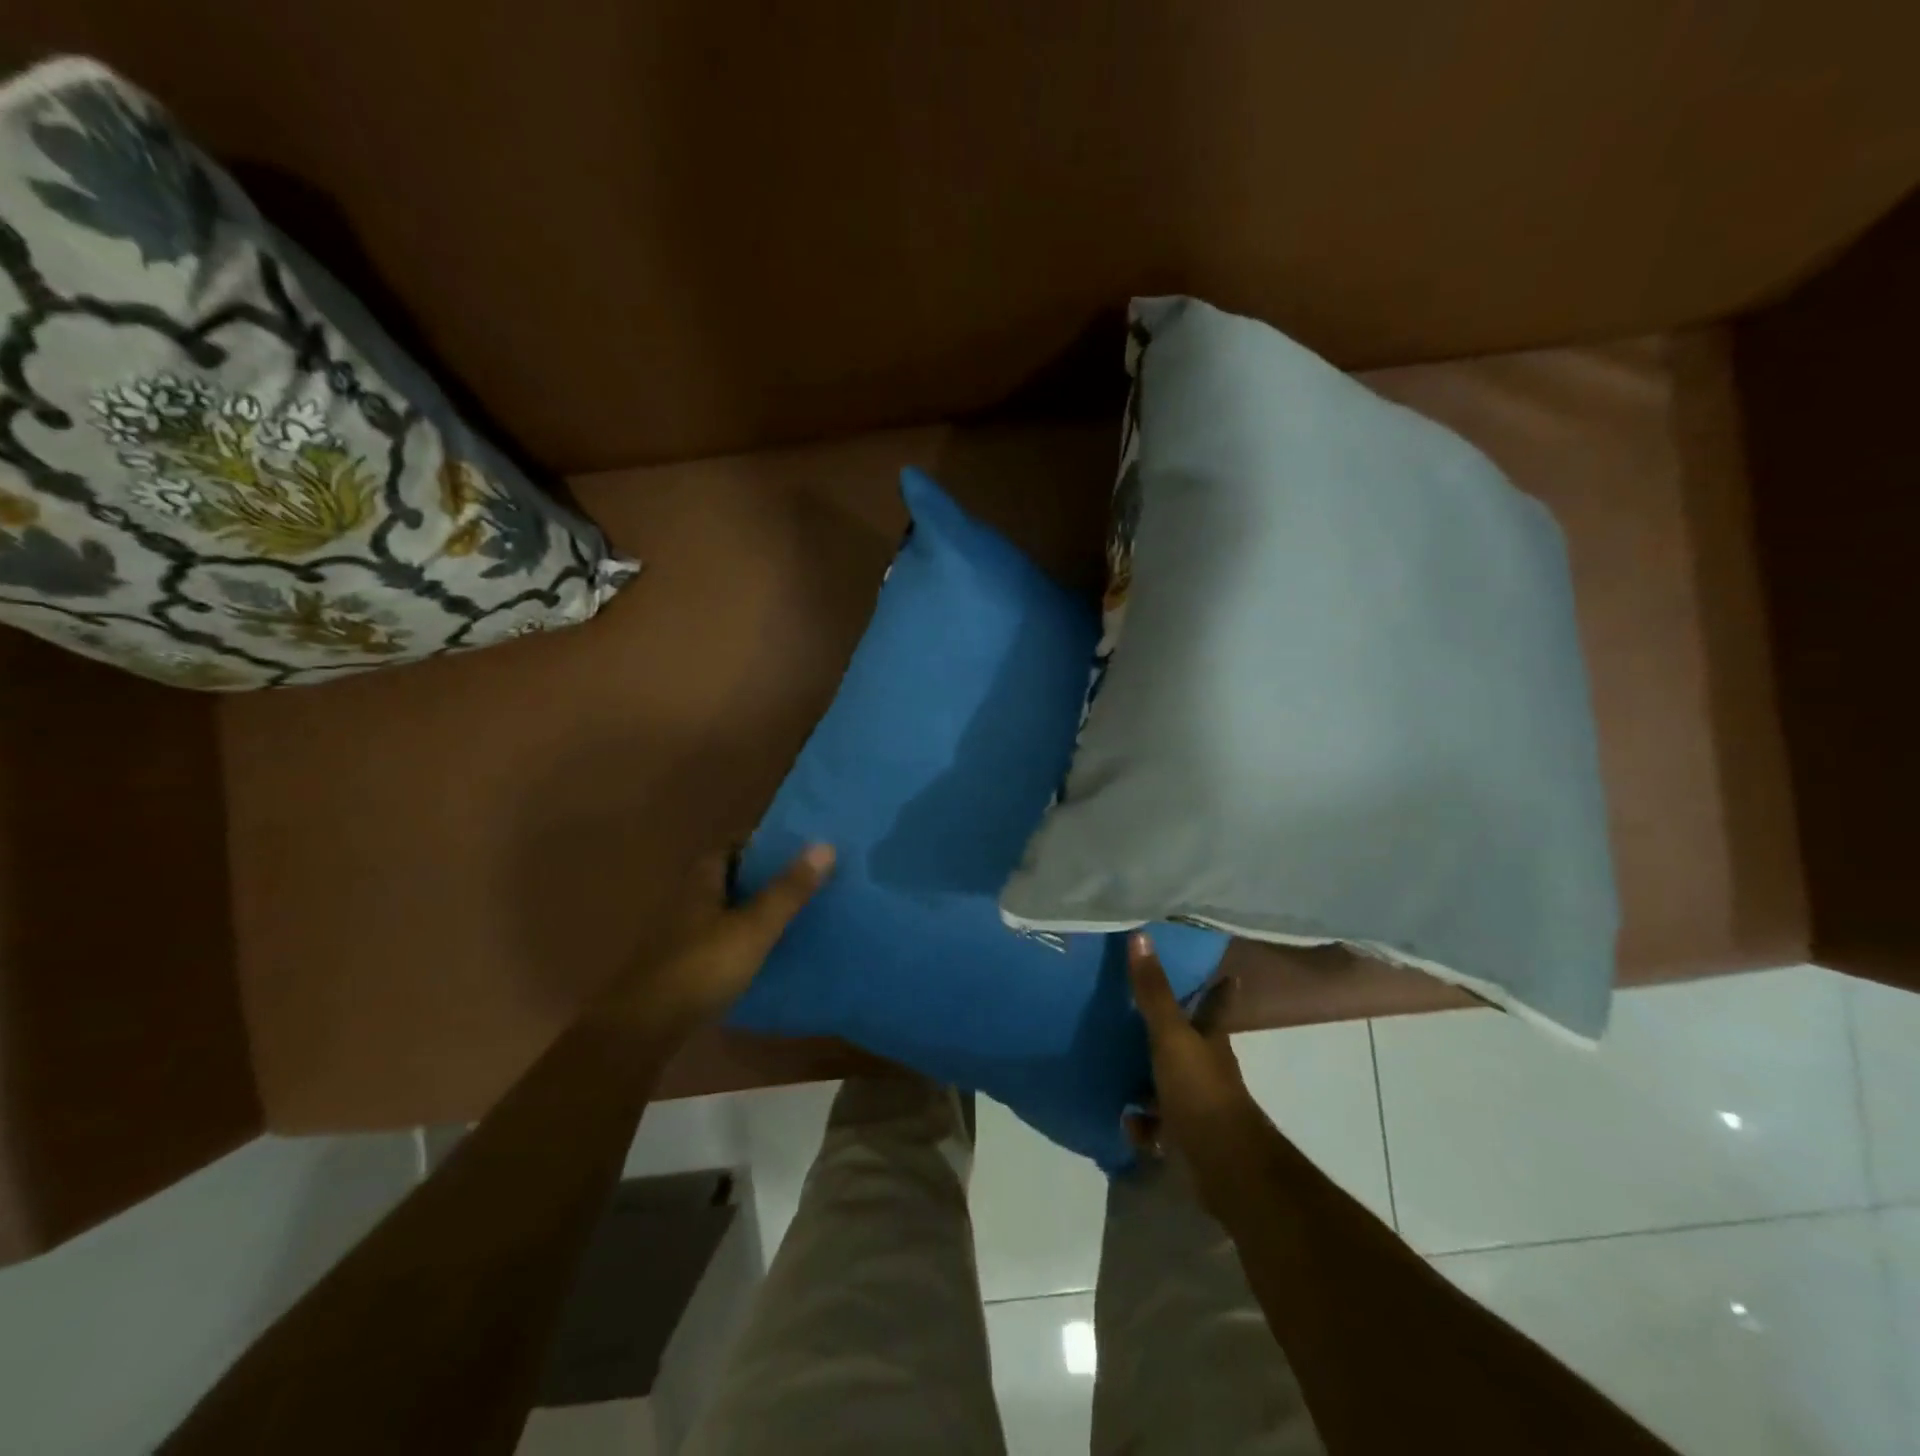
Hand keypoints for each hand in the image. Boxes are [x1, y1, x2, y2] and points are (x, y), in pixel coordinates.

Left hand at [611, 842, 834, 1033]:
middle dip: (756, 877)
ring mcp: (680, 939)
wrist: (646, 1028)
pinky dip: (739, 941)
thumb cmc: (702, 966)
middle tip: (797, 879)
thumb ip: (788, 890)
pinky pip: (717, 943)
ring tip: (788, 914)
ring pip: (720, 912)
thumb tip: (825, 844)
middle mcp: (686, 904)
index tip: (789, 846)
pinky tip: (762, 954)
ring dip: (748, 910)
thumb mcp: (754, 927)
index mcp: (700, 884)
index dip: (755, 844)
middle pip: (723, 880)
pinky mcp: (680, 970)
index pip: (726, 849)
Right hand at [1127, 931, 1270, 1202]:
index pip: (1216, 1004)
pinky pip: (1156, 1124)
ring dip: (1146, 1080)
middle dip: (1168, 1031)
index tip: (1225, 972)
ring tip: (1115, 1066)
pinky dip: (1142, 1123)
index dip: (1219, 989)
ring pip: (1168, 1083)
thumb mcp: (1171, 1035)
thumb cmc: (1200, 1091)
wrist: (1223, 1166)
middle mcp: (1206, 1069)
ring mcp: (1197, 1105)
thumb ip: (1153, 991)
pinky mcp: (1185, 1137)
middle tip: (1137, 1014)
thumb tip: (1140, 935)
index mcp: (1209, 1040)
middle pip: (1188, 1043)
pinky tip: (1125, 1120)